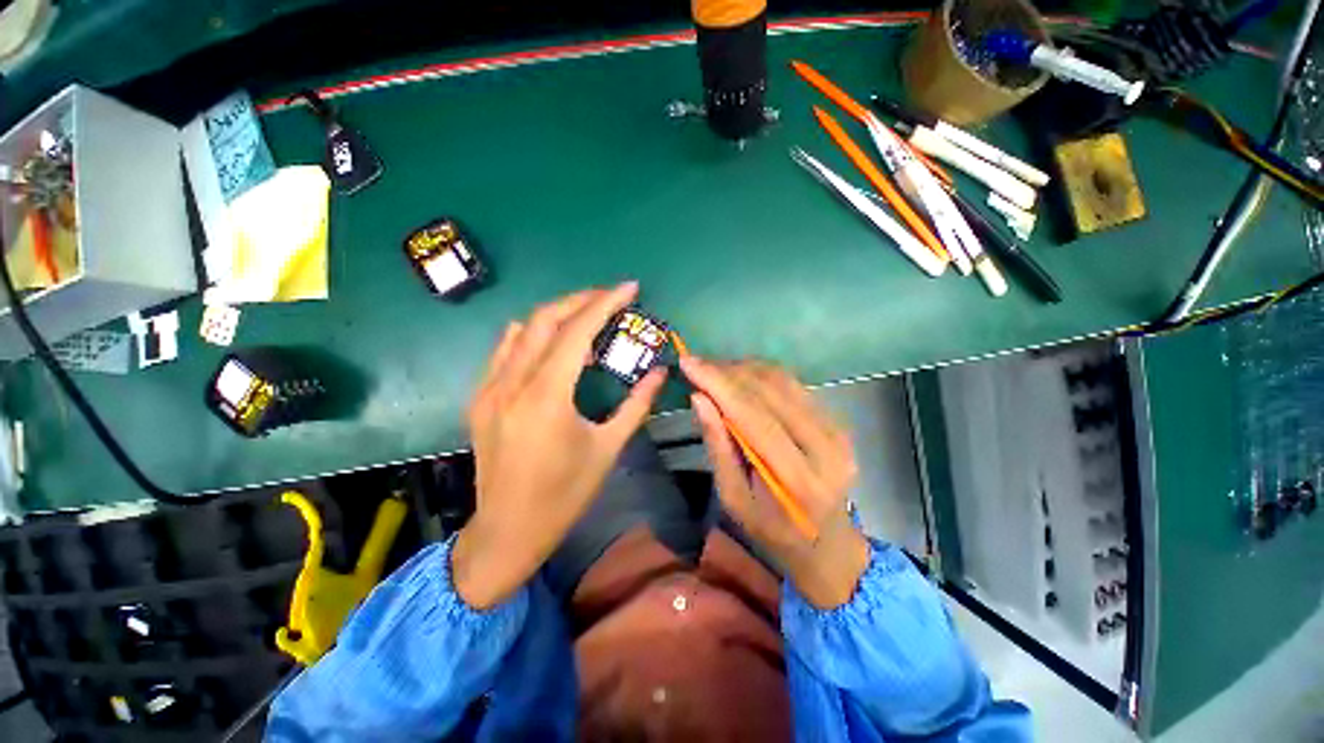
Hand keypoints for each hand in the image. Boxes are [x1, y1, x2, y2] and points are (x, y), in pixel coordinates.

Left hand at [452, 283, 666, 608]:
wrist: (508, 530)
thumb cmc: (565, 494)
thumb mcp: (608, 448)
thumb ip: (637, 404)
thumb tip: (659, 372)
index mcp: (546, 397)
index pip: (577, 332)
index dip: (605, 303)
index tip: (629, 287)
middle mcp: (512, 383)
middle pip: (546, 319)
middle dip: (581, 300)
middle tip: (611, 298)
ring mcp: (489, 389)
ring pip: (523, 330)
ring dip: (558, 316)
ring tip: (587, 321)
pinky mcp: (480, 398)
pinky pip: (506, 350)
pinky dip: (533, 336)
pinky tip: (553, 346)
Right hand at [681, 357, 868, 608]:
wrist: (828, 542)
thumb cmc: (772, 531)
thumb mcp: (733, 499)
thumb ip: (718, 447)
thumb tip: (699, 398)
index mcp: (798, 479)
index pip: (754, 416)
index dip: (718, 384)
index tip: (688, 362)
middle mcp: (826, 447)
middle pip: (770, 391)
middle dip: (727, 371)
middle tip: (696, 365)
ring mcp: (838, 430)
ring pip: (783, 380)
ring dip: (743, 368)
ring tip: (714, 370)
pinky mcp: (838, 421)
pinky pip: (794, 385)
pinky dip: (761, 375)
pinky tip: (740, 377)